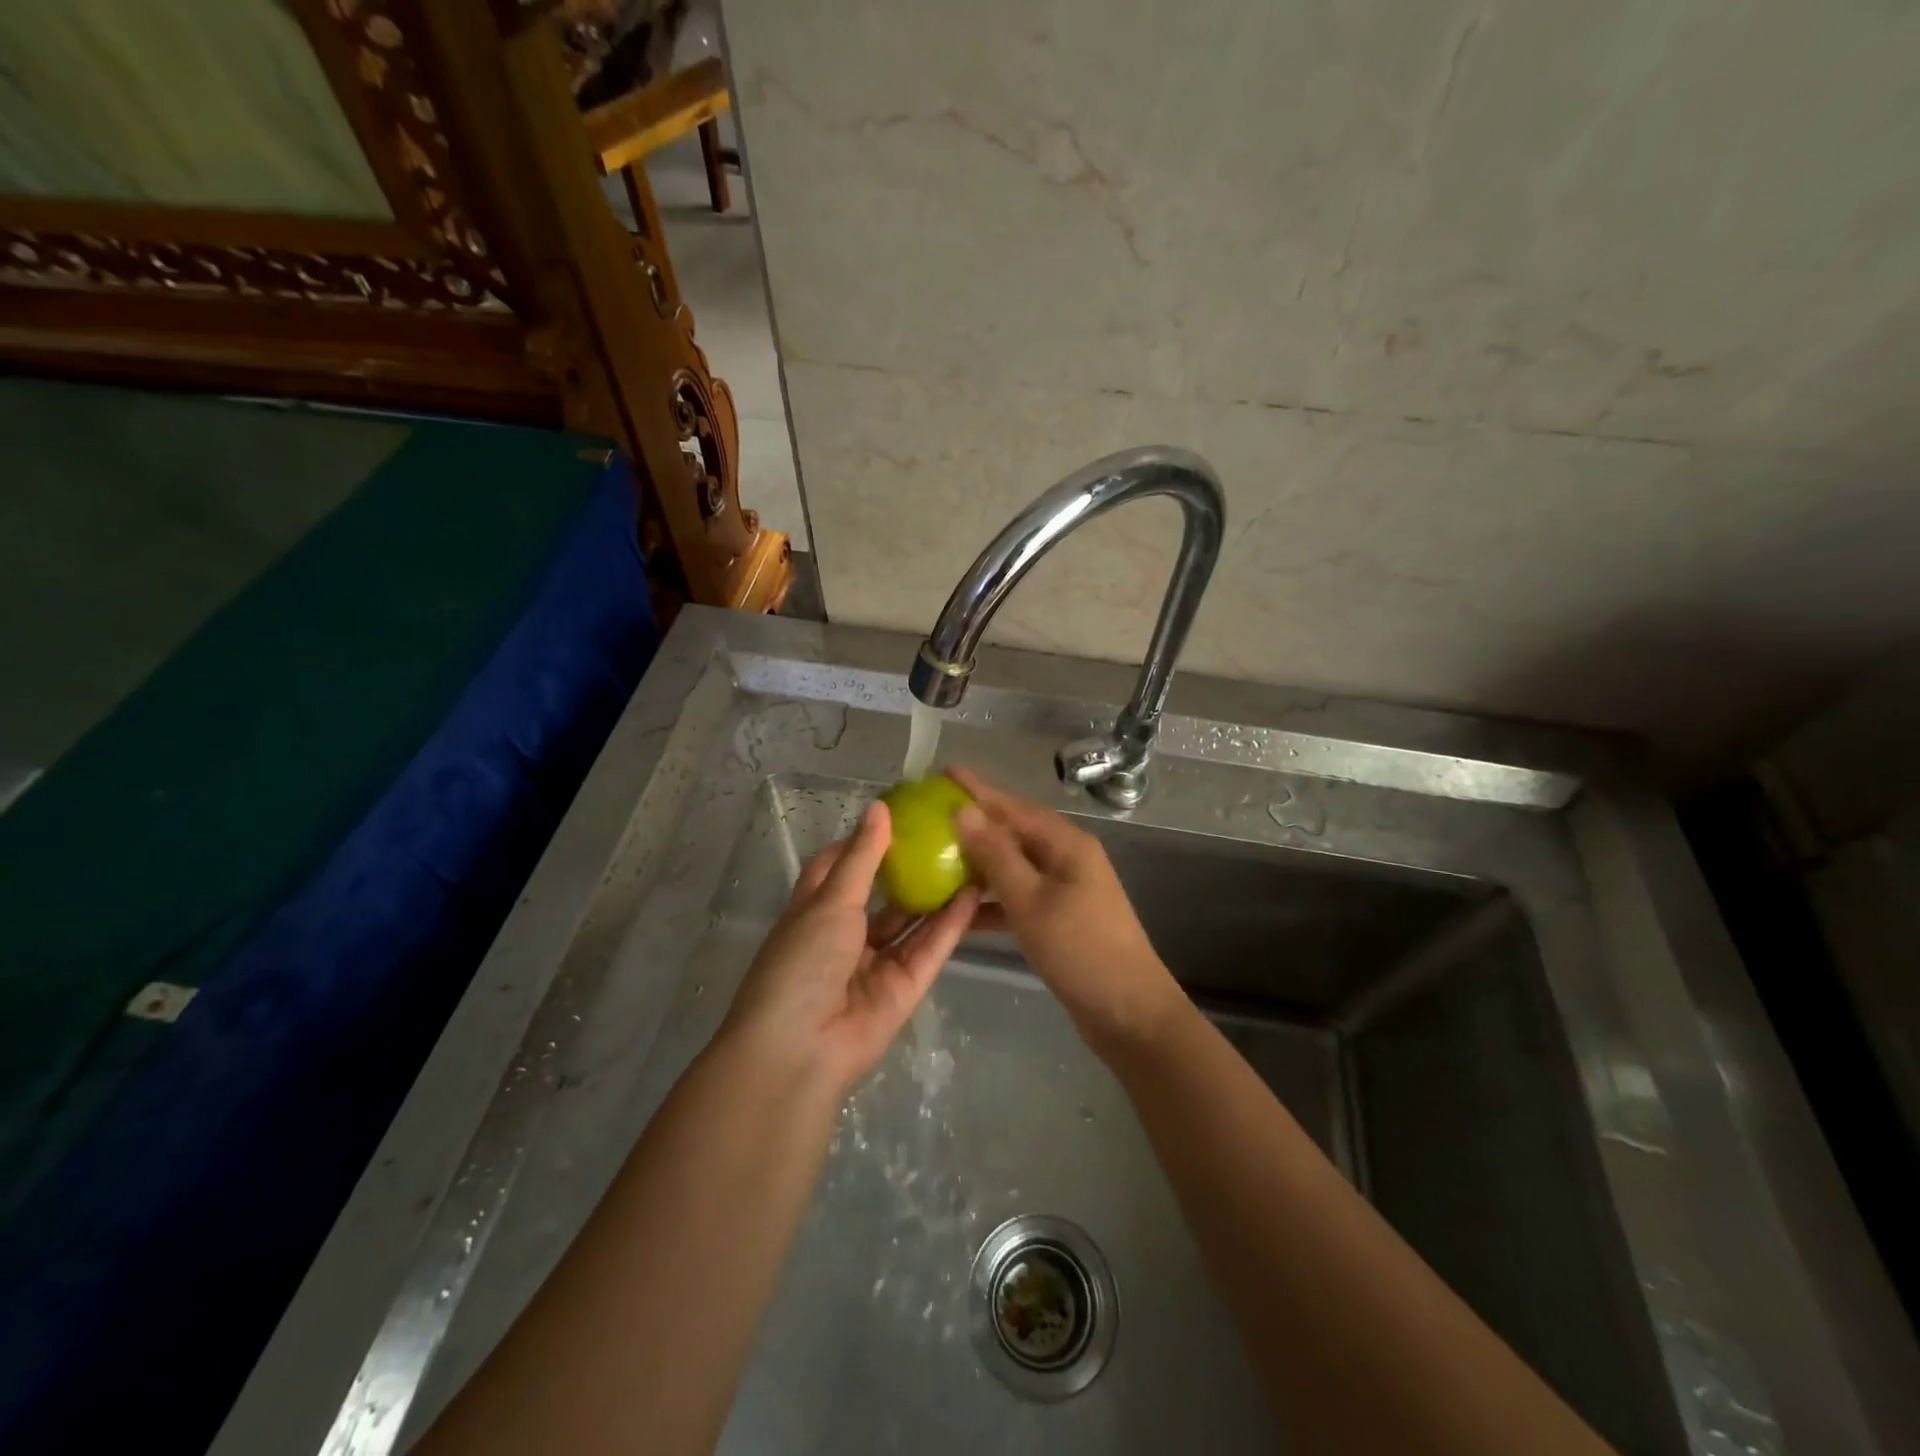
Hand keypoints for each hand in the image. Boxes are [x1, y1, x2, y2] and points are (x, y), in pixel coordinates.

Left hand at [721, 801, 979, 1097]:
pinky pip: (929, 950)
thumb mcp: (831, 900)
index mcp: (815, 911)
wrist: (802, 1048)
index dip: (865, 842)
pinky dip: (950, 925)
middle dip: (911, 868)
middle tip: (948, 835)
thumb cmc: (803, 960)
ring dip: (937, 895)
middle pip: (883, 895)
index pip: (840, 867)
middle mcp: (845, 935)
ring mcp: (876, 963)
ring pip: (911, 922)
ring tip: (971, 859)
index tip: (900, 815)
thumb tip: (879, 807)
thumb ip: (862, 856)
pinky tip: (975, 895)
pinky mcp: (903, 988)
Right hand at [948, 768, 1186, 1060]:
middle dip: (975, 824)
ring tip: (936, 859)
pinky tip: (959, 911)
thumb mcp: (1031, 900)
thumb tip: (964, 811)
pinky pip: (1019, 898)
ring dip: (979, 864)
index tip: (944, 772)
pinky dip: (991, 902)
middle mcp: (1067, 858)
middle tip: (932, 815)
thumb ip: (996, 855)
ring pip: (1014, 866)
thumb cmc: (1080, 950)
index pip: (1013, 806)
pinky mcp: (1060, 918)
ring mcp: (1065, 889)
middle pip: (1013, 832)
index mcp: (1066, 844)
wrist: (1129, 1013)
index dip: (978, 790)